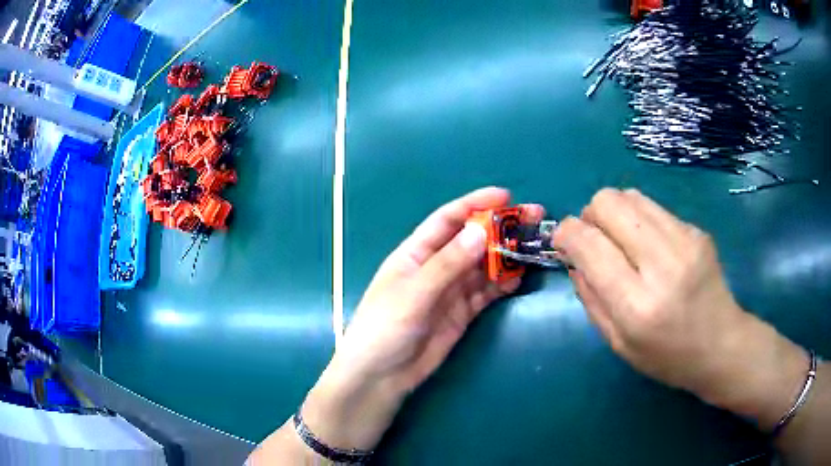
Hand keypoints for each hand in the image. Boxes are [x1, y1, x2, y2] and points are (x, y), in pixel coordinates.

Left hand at [304, 187, 542, 449]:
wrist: (381, 376)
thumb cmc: (386, 327)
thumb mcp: (415, 292)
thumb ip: (448, 263)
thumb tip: (480, 231)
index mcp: (416, 253)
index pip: (448, 219)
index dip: (475, 204)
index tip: (506, 196)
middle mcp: (435, 267)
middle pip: (471, 240)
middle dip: (500, 227)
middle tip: (532, 217)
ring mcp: (450, 291)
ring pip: (483, 266)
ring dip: (506, 255)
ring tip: (532, 245)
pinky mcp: (462, 313)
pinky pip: (486, 292)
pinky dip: (502, 284)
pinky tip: (519, 277)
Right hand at [553, 188, 807, 428]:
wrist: (722, 345)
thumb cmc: (667, 357)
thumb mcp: (618, 344)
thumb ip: (591, 299)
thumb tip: (574, 259)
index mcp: (636, 305)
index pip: (589, 244)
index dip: (566, 233)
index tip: (563, 242)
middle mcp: (662, 264)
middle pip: (608, 202)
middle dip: (590, 216)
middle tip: (595, 241)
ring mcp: (685, 240)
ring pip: (630, 196)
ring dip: (614, 213)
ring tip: (622, 241)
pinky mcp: (697, 230)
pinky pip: (653, 207)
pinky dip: (639, 220)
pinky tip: (650, 246)